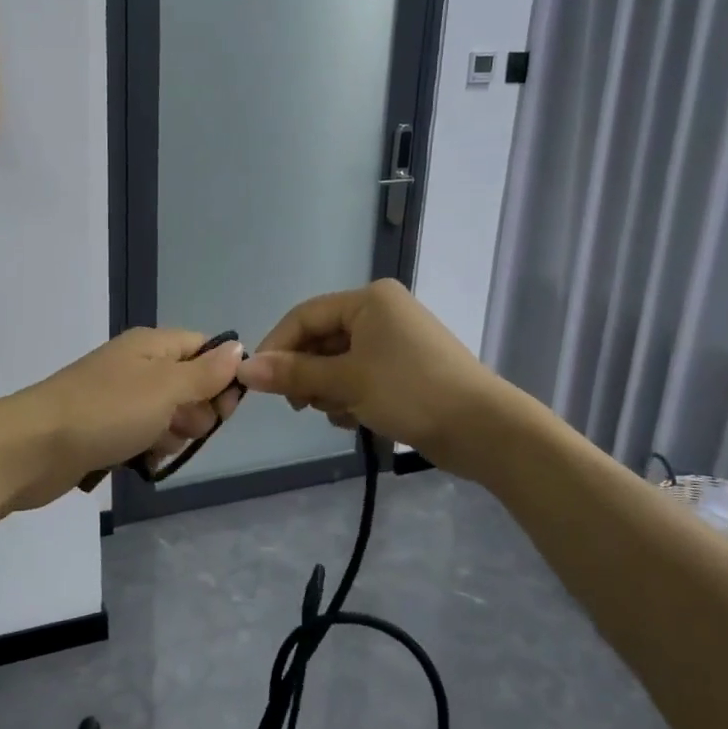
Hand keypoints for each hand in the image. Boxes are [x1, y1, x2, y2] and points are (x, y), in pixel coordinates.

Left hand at [0, 328, 243, 511]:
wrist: (32, 447)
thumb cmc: (105, 412)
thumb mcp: (165, 388)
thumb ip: (205, 372)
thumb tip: (238, 348)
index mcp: (151, 345)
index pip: (204, 349)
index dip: (222, 376)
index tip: (225, 409)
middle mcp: (136, 365)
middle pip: (189, 384)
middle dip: (196, 412)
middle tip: (183, 430)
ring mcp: (118, 398)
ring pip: (167, 415)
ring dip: (173, 435)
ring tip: (155, 448)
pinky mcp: (103, 429)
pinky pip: (142, 435)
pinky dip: (148, 449)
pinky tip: (142, 462)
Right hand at [235, 280, 502, 477]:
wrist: (483, 428)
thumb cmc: (410, 392)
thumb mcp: (346, 382)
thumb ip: (293, 374)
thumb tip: (244, 368)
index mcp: (368, 300)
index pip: (305, 316)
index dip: (277, 347)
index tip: (259, 382)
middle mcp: (380, 313)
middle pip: (321, 340)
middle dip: (308, 374)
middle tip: (301, 406)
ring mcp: (394, 341)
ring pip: (338, 363)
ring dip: (329, 390)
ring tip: (340, 414)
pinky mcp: (404, 370)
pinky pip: (360, 377)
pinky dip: (351, 397)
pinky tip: (356, 420)